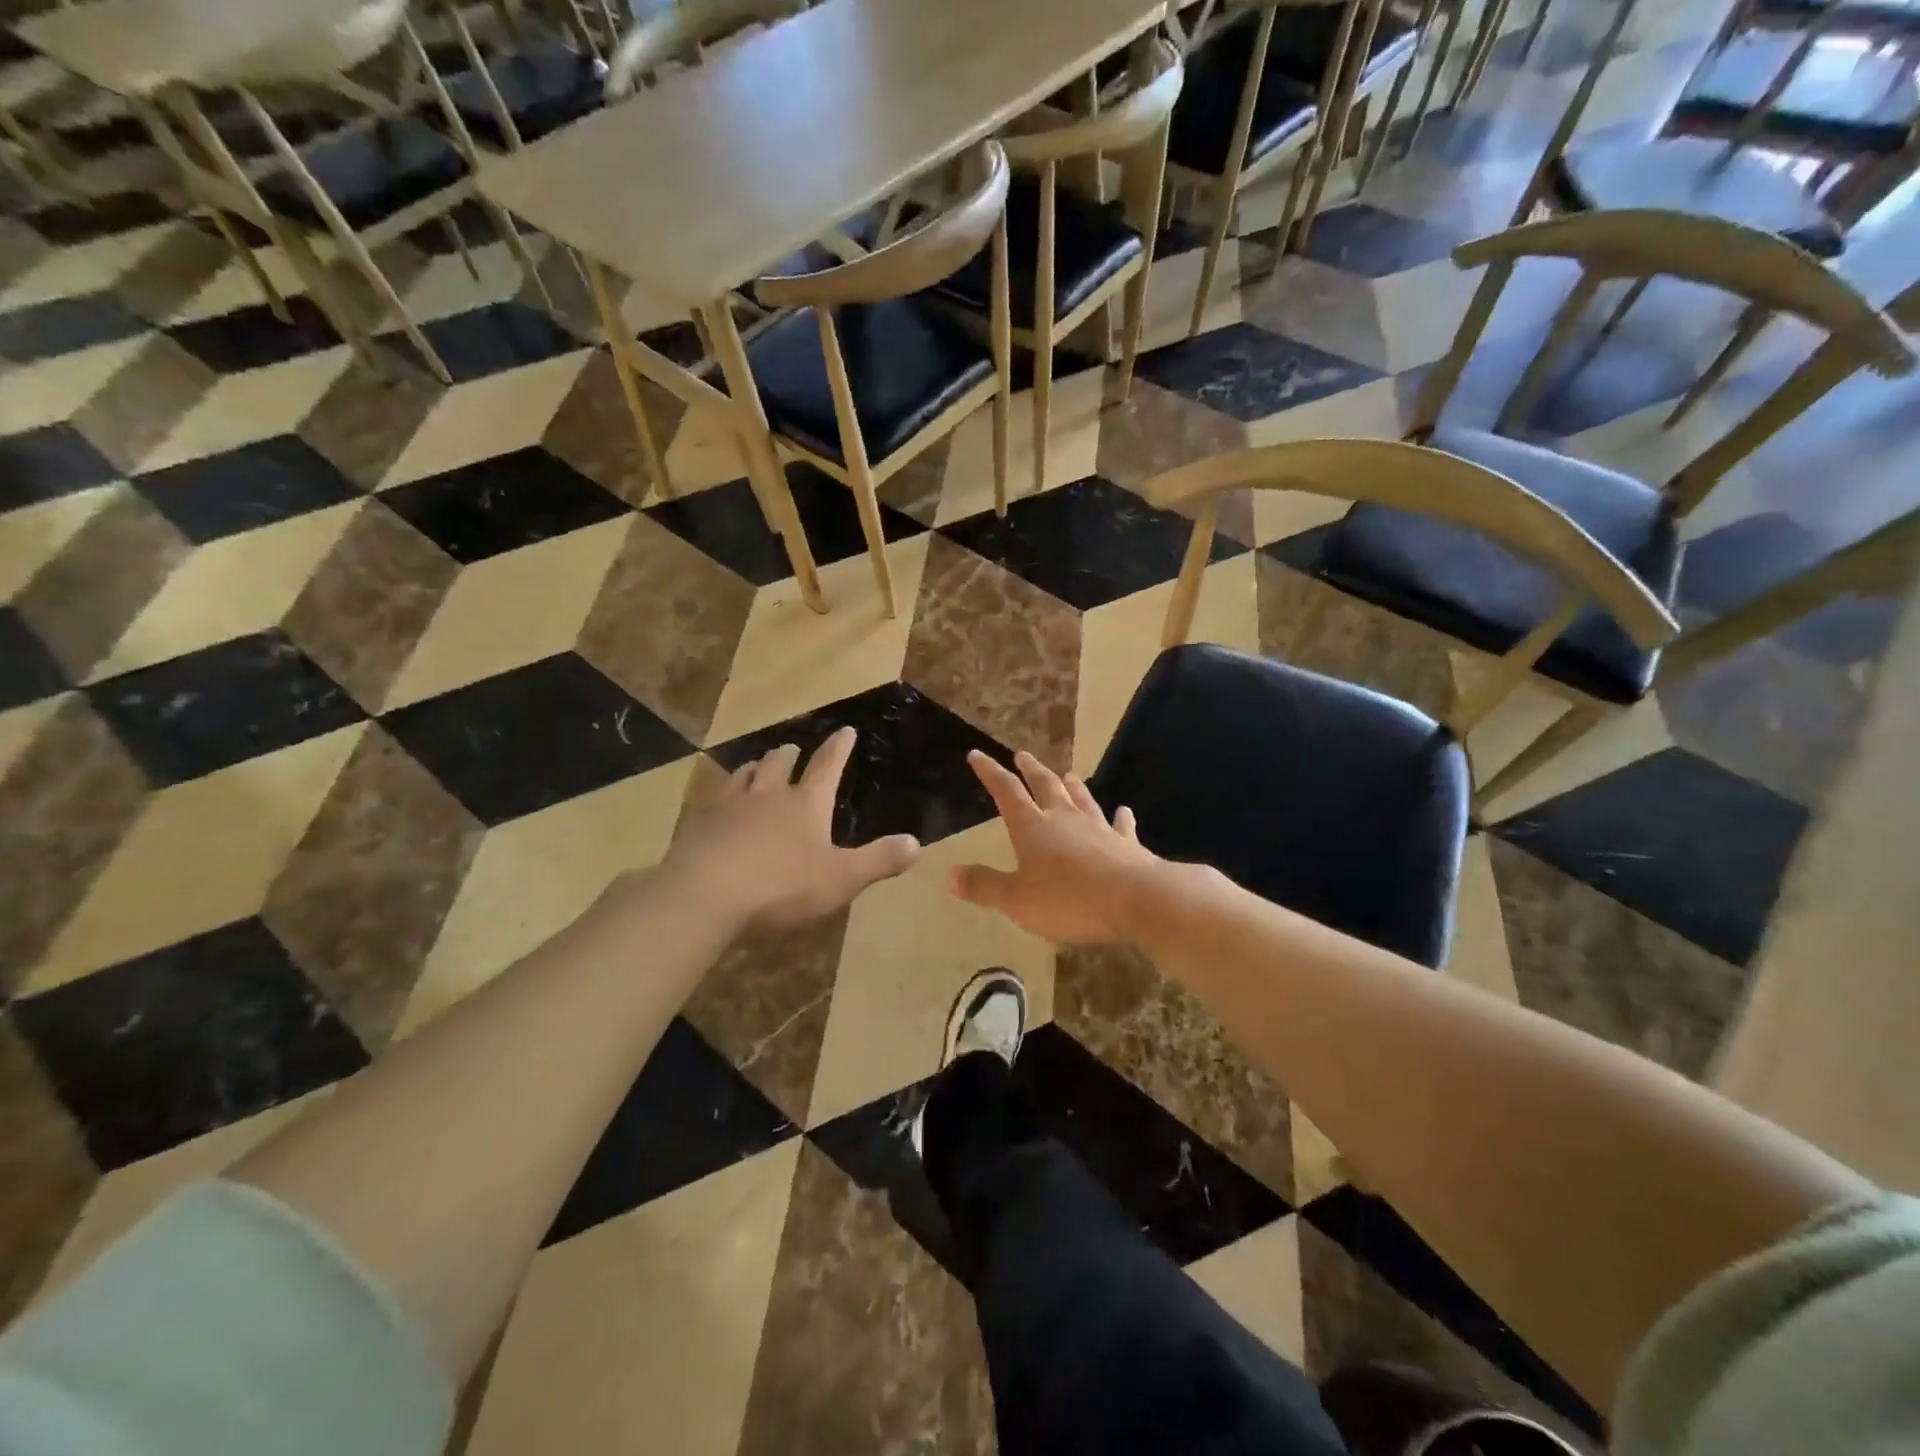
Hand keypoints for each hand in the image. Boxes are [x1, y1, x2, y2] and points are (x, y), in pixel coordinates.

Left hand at [662, 728, 920, 933]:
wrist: (705, 895)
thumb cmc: (782, 885)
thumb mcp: (841, 879)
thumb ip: (879, 861)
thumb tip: (916, 843)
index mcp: (805, 803)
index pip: (827, 766)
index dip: (838, 748)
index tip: (845, 729)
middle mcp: (768, 795)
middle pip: (779, 763)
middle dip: (789, 754)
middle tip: (792, 749)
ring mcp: (729, 807)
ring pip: (744, 776)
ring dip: (754, 769)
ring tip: (756, 768)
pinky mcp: (699, 825)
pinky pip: (713, 802)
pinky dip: (723, 798)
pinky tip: (718, 808)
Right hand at [948, 750, 1161, 944]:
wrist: (1135, 900)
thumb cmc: (1069, 900)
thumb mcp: (1016, 900)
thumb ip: (984, 886)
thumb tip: (950, 874)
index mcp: (1033, 827)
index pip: (1006, 792)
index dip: (990, 772)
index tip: (977, 754)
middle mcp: (1064, 819)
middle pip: (1045, 786)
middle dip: (1031, 770)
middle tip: (1023, 755)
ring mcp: (1098, 828)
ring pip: (1082, 799)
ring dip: (1072, 786)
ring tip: (1068, 774)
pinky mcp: (1126, 845)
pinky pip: (1120, 826)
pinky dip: (1120, 818)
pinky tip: (1122, 811)